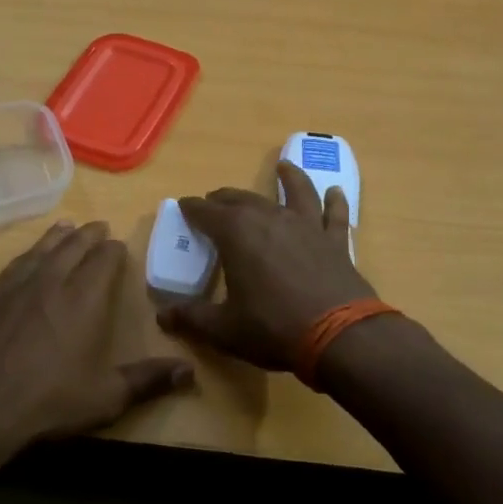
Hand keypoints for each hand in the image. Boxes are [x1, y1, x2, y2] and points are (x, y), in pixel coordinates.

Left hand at [0, 221, 194, 451]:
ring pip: (42, 250)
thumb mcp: (106, 397)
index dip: (113, 250)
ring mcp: (17, 286)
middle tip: (99, 227)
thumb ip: (147, 381)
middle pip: (73, 247)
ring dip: (57, 237)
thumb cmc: (49, 400)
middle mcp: (52, 282)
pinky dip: (28, 253)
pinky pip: (15, 264)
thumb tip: (189, 372)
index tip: (119, 245)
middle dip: (89, 236)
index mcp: (84, 299)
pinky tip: (28, 256)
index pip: (103, 261)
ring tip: (67, 228)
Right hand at [157, 162, 374, 370]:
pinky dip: (334, 201)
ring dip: (288, 178)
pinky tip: (335, 191)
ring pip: (295, 192)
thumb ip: (191, 318)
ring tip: (283, 167)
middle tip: (214, 200)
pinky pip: (334, 214)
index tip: (183, 206)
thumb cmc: (273, 328)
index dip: (192, 208)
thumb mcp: (223, 329)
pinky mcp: (335, 241)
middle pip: (243, 198)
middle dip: (225, 198)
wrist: (340, 337)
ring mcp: (306, 226)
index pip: (206, 212)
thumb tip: (162, 316)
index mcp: (237, 233)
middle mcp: (270, 218)